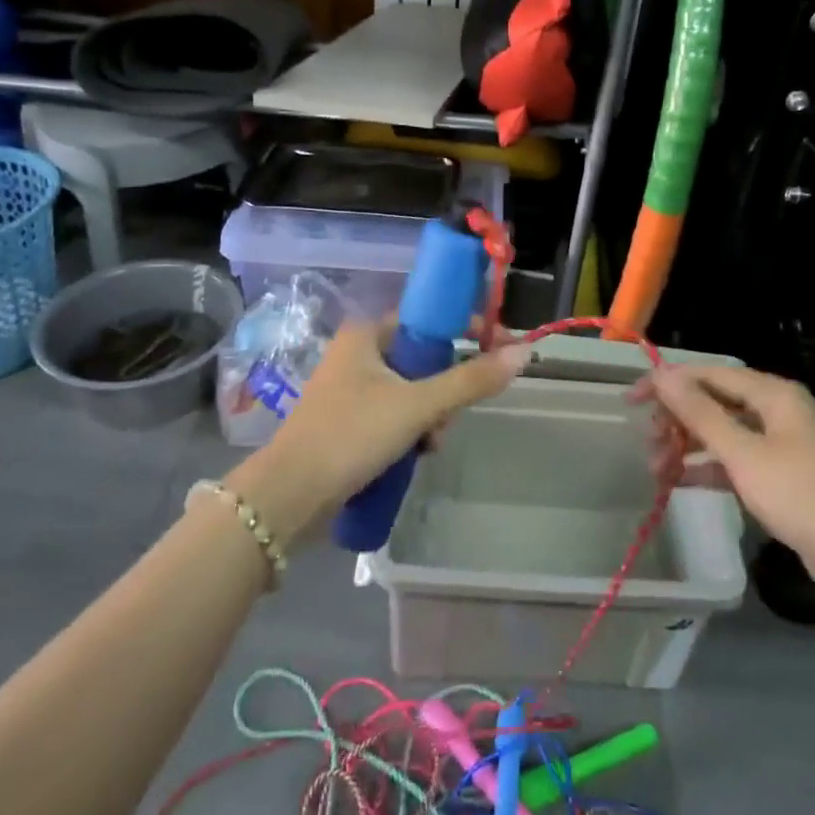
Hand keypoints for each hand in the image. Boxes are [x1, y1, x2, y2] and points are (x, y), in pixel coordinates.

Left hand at [234, 320, 531, 537]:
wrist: (290, 496)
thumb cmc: (352, 434)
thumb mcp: (418, 405)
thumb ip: (471, 380)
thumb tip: (524, 352)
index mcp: (366, 334)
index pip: (428, 318)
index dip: (466, 329)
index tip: (498, 347)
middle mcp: (356, 354)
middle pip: (423, 359)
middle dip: (445, 390)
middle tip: (450, 418)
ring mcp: (349, 390)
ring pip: (412, 391)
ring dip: (430, 417)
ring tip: (429, 445)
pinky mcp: (347, 423)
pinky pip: (395, 415)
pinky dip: (411, 431)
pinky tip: (414, 456)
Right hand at [638, 364, 814, 608]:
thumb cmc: (801, 495)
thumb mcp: (743, 453)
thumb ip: (700, 413)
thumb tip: (662, 375)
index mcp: (772, 394)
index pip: (709, 374)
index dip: (668, 382)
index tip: (632, 399)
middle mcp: (775, 411)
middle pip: (714, 402)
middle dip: (677, 419)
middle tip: (647, 440)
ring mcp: (779, 445)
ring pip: (722, 433)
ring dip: (688, 446)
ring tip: (656, 468)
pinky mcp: (780, 477)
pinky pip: (734, 461)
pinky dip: (707, 469)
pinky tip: (678, 482)